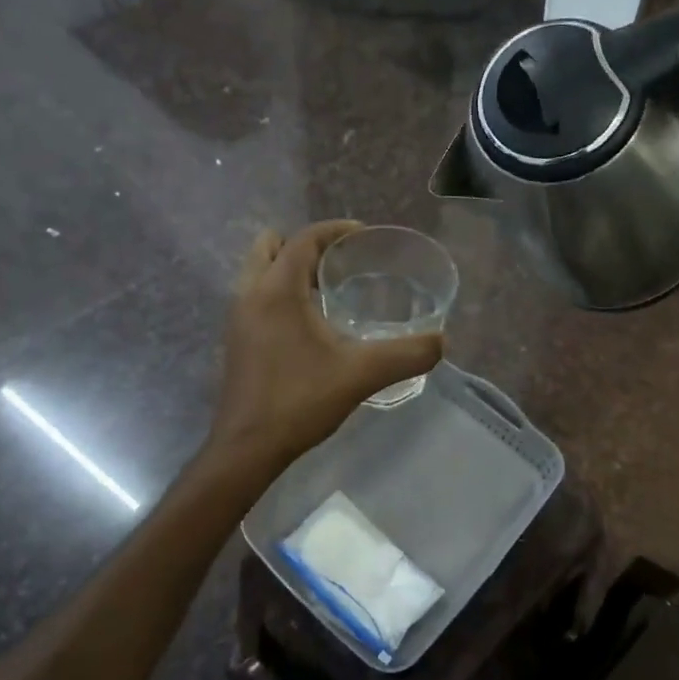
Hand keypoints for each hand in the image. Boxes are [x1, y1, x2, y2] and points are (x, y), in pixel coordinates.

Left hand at [209, 221, 443, 468]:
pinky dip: (280, 292)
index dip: (334, 230)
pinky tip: (310, 323)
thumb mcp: (361, 374)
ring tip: (328, 289)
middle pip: (270, 245)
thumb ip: (406, 355)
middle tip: (340, 262)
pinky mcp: (237, 339)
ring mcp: (238, 317)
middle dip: (305, 244)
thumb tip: (441, 342)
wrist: (246, 449)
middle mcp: (250, 294)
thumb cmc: (299, 401)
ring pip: (259, 270)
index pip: (303, 239)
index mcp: (276, 290)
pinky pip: (257, 295)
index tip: (364, 237)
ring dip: (290, 268)